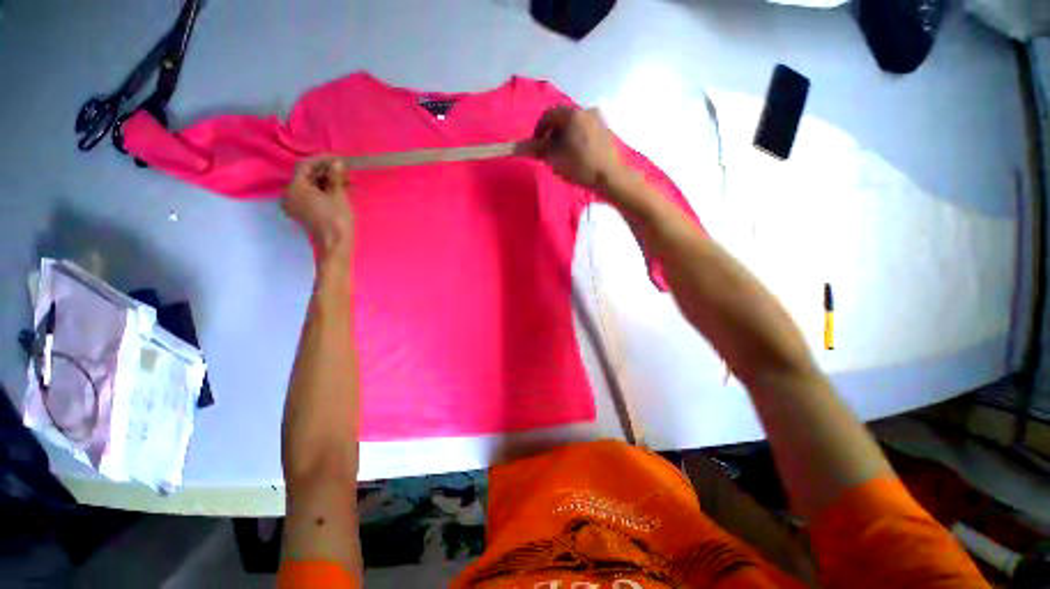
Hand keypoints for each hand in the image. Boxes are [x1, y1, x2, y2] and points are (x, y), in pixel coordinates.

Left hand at [283, 157, 353, 263]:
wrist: (335, 245)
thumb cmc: (336, 219)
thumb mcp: (338, 195)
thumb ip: (335, 176)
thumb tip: (337, 163)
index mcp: (295, 187)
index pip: (305, 165)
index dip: (322, 159)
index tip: (338, 159)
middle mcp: (290, 194)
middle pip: (307, 175)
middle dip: (327, 172)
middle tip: (346, 172)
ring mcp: (296, 204)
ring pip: (311, 186)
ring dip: (329, 182)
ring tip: (348, 183)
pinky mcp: (304, 212)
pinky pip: (312, 196)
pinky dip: (325, 192)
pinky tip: (342, 191)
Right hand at [529, 106, 624, 190]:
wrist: (610, 177)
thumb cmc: (580, 166)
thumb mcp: (555, 159)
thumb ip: (538, 149)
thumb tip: (526, 146)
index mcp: (572, 114)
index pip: (549, 115)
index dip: (539, 129)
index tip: (536, 144)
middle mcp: (586, 111)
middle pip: (563, 119)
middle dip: (553, 133)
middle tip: (549, 151)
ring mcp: (599, 120)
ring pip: (575, 125)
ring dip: (566, 137)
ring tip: (564, 155)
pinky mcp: (606, 131)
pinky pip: (586, 131)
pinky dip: (577, 139)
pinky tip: (578, 155)